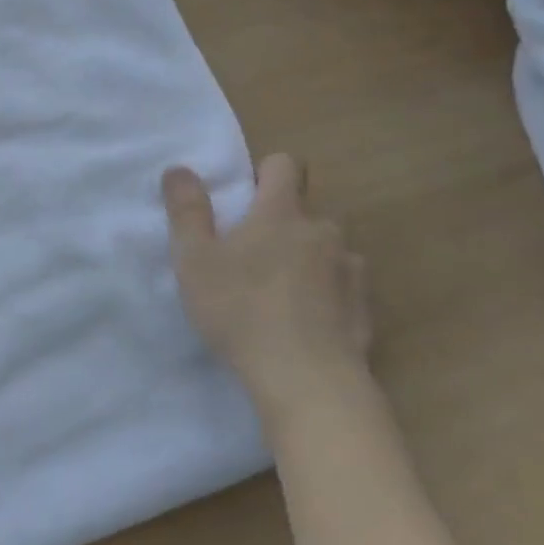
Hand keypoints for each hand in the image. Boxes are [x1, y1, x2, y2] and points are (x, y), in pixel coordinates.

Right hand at [162, 153, 371, 421]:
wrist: (307, 379)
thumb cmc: (241, 310)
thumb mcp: (195, 260)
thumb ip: (187, 211)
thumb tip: (179, 169)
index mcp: (280, 213)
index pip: (286, 165)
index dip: (266, 172)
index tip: (245, 197)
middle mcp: (323, 231)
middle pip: (306, 210)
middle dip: (282, 222)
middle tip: (251, 254)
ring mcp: (350, 269)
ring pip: (327, 249)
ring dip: (307, 258)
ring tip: (280, 292)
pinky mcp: (365, 308)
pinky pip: (344, 286)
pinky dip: (327, 294)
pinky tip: (306, 322)